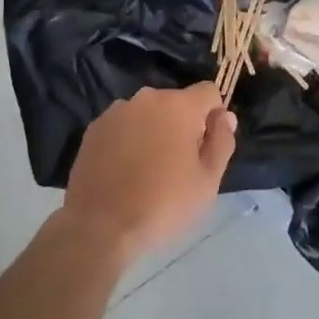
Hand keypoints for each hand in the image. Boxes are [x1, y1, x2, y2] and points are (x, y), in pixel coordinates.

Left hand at [65, 84, 235, 265]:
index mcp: (179, 105)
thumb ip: (222, 141)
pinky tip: (124, 171)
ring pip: (148, 114)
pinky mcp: (94, 128)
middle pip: (176, 102)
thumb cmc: (163, 203)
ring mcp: (116, 111)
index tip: (207, 146)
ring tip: (148, 170)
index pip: (209, 92)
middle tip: (179, 165)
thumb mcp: (208, 181)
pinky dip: (129, 140)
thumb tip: (225, 116)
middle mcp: (146, 98)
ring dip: (154, 130)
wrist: (99, 226)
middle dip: (183, 125)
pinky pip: (123, 126)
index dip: (214, 116)